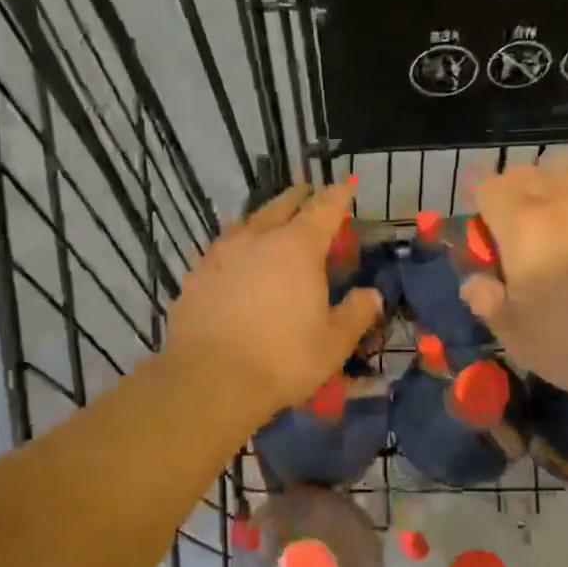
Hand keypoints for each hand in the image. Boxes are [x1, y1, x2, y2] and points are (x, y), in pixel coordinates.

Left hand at [164, 180, 383, 419]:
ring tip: (270, 223)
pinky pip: (222, 250)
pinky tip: (237, 263)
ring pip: (246, 224)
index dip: (338, 195)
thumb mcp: (334, 343)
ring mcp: (220, 255)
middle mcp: (256, 239)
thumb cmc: (282, 360)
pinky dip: (237, 248)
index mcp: (297, 247)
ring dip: (263, 219)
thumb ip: (356, 313)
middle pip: (280, 206)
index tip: (346, 185)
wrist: (209, 381)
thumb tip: (372, 295)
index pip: (324, 208)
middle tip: (307, 194)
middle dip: (298, 197)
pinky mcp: (195, 276)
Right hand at [459, 134, 567, 395]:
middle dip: (516, 191)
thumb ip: (485, 300)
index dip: (481, 203)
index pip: (490, 190)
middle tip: (514, 221)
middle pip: (531, 176)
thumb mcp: (512, 332)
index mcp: (523, 226)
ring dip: (559, 179)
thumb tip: (473, 282)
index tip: (482, 226)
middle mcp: (565, 202)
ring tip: (555, 195)